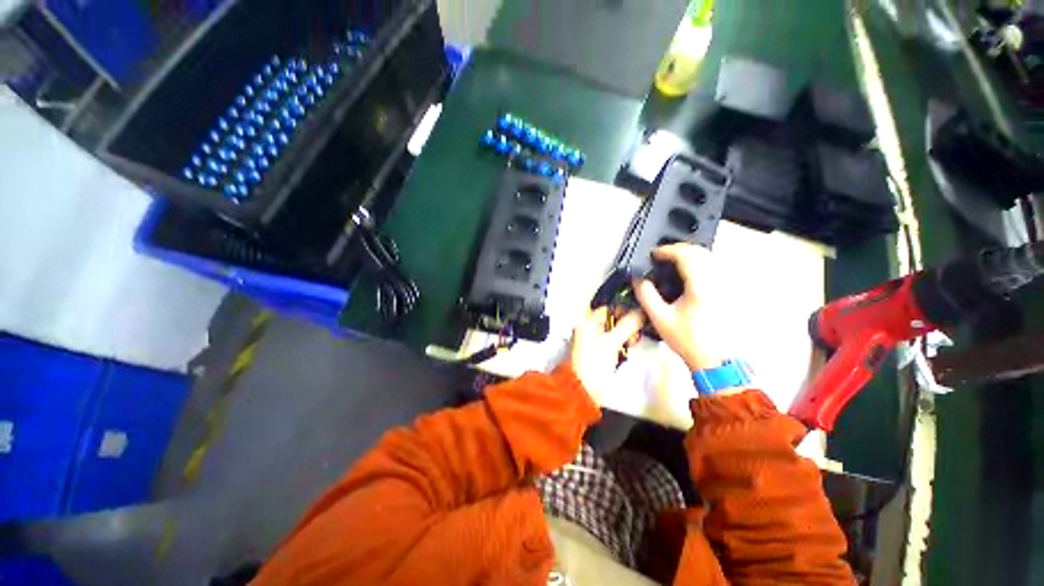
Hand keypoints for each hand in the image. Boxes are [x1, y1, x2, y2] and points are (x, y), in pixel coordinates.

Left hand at [566, 307, 643, 403]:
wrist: (584, 390)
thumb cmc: (592, 365)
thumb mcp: (611, 342)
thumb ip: (627, 325)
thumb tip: (641, 312)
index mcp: (587, 323)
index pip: (608, 308)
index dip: (623, 310)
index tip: (638, 317)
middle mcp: (589, 330)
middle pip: (613, 320)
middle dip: (627, 325)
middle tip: (634, 333)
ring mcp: (594, 342)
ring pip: (615, 332)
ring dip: (626, 335)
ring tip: (631, 343)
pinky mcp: (600, 353)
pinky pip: (614, 343)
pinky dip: (622, 345)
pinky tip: (628, 349)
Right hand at [634, 243, 724, 370]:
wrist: (714, 359)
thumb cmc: (688, 340)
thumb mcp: (660, 318)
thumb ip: (646, 295)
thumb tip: (638, 280)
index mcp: (700, 287)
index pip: (685, 256)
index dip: (667, 250)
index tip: (655, 254)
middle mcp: (716, 283)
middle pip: (700, 252)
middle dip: (678, 249)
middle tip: (662, 255)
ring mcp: (724, 287)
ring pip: (709, 258)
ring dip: (690, 255)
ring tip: (672, 261)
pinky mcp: (727, 293)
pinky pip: (714, 268)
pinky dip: (699, 263)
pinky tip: (688, 272)